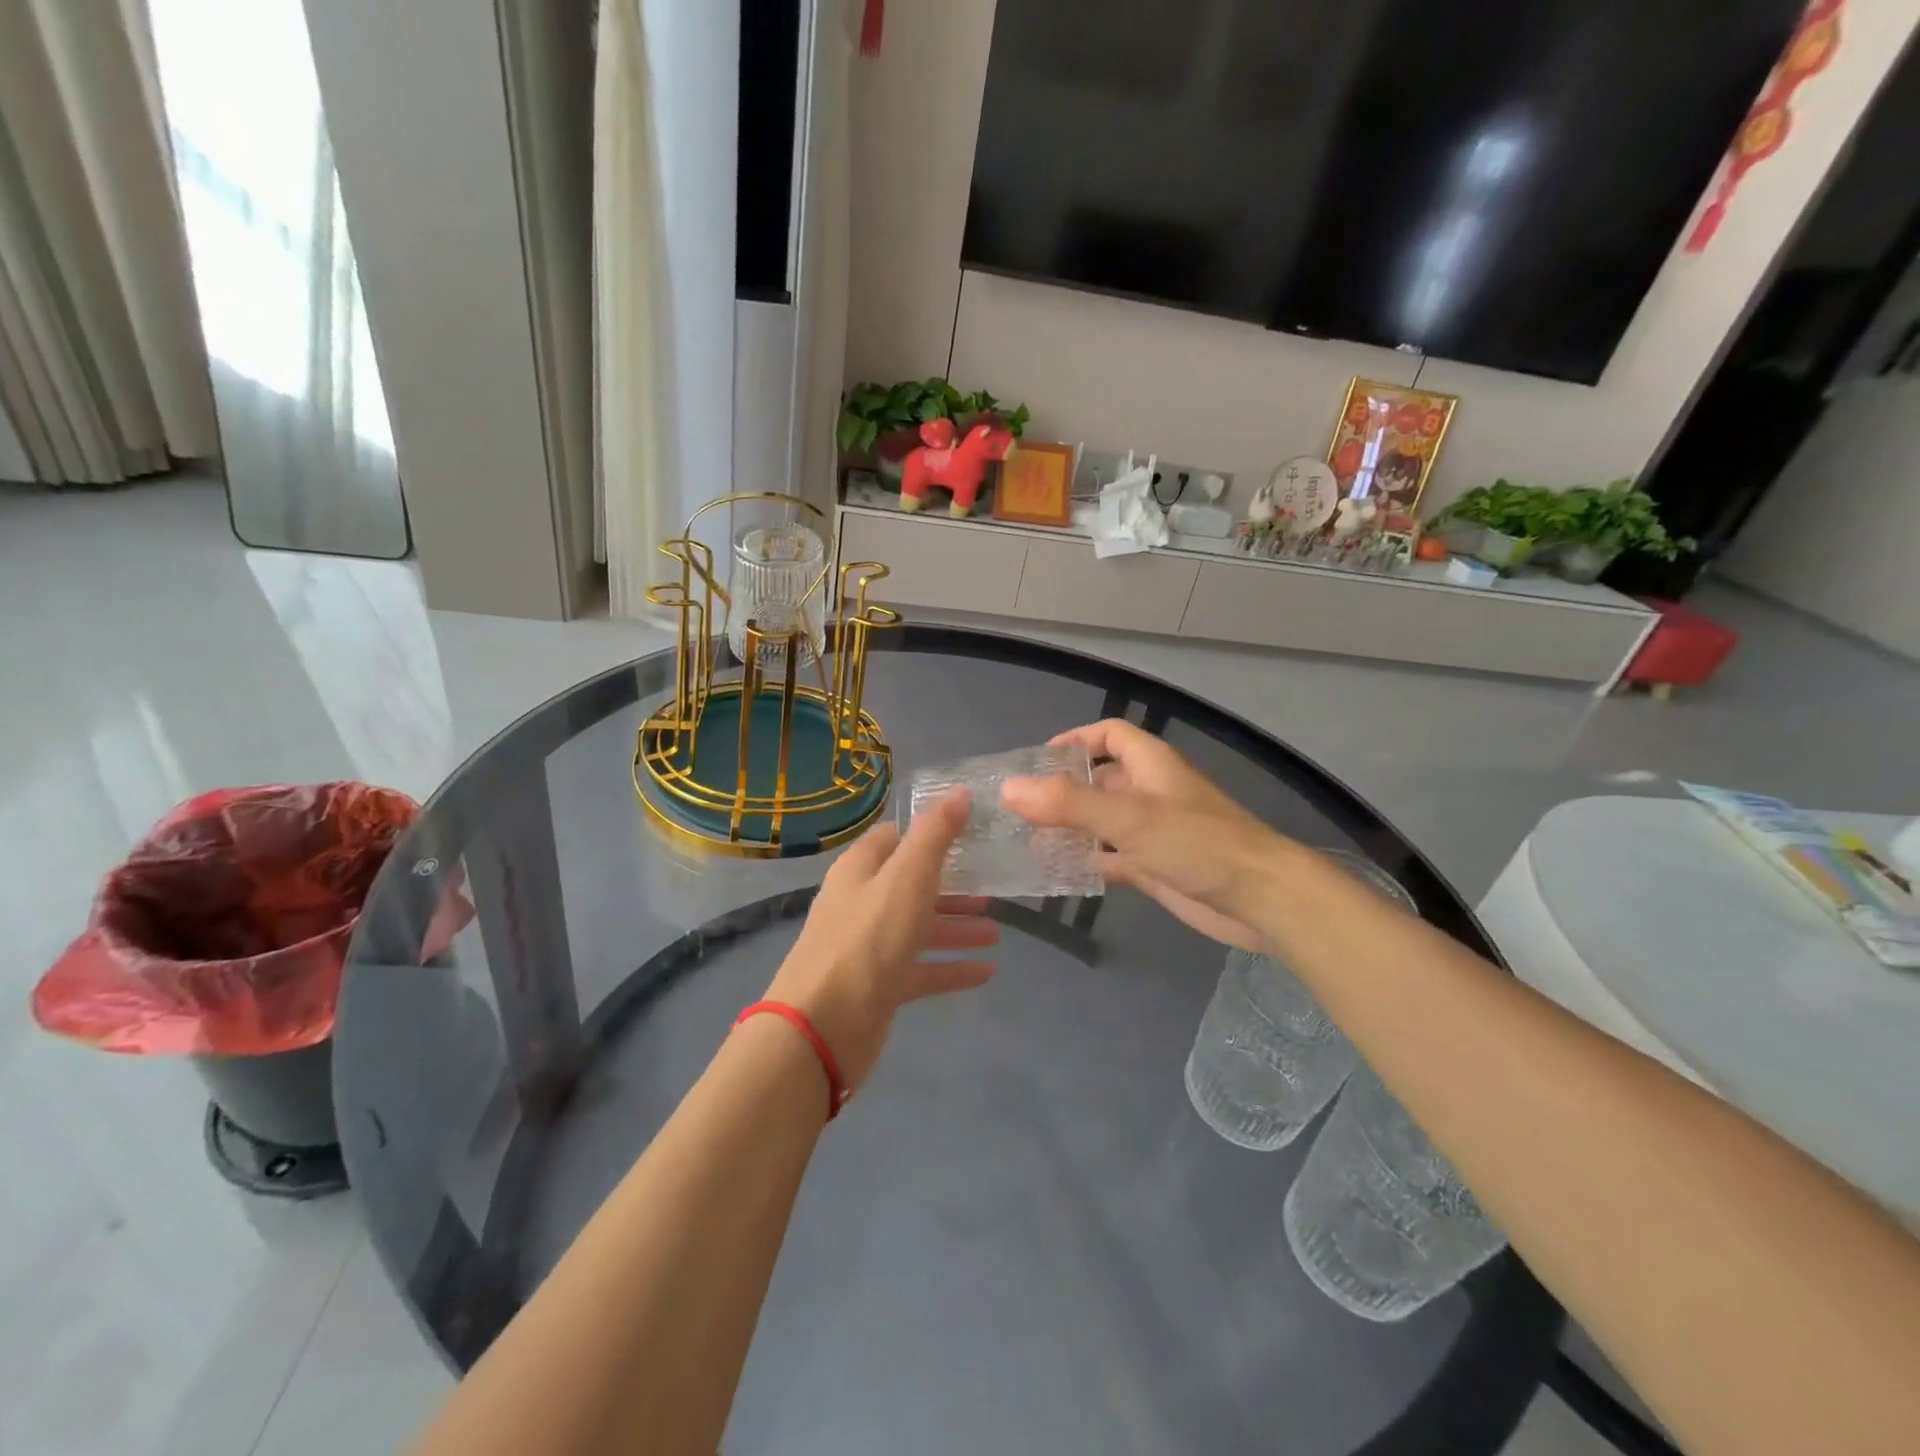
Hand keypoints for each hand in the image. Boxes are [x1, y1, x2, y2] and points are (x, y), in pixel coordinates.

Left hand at [762, 789, 997, 1096]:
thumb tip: (961, 792)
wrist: (822, 1027)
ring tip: (997, 931)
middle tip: (993, 885)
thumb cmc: (867, 941)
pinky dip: (951, 967)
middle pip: (911, 885)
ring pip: (919, 928)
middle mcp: (862, 903)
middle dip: (952, 885)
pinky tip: (986, 971)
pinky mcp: (879, 986)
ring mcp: (869, 947)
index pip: (895, 837)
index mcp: (861, 870)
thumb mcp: (906, 878)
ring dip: (956, 926)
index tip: (971, 831)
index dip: (930, 831)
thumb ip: (935, 835)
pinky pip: (922, 969)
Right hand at [1001, 720, 1283, 952]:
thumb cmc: (1197, 843)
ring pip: (1103, 821)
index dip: (1075, 740)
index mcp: (1149, 764)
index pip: (1108, 734)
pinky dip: (1087, 861)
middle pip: (1100, 779)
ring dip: (1071, 828)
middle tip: (1019, 808)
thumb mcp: (1129, 817)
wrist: (1260, 899)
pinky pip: (1112, 856)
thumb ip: (1068, 803)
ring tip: (1026, 839)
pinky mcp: (1155, 865)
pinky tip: (1057, 872)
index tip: (1037, 762)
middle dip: (1063, 790)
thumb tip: (1010, 788)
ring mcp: (1153, 831)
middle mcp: (1150, 791)